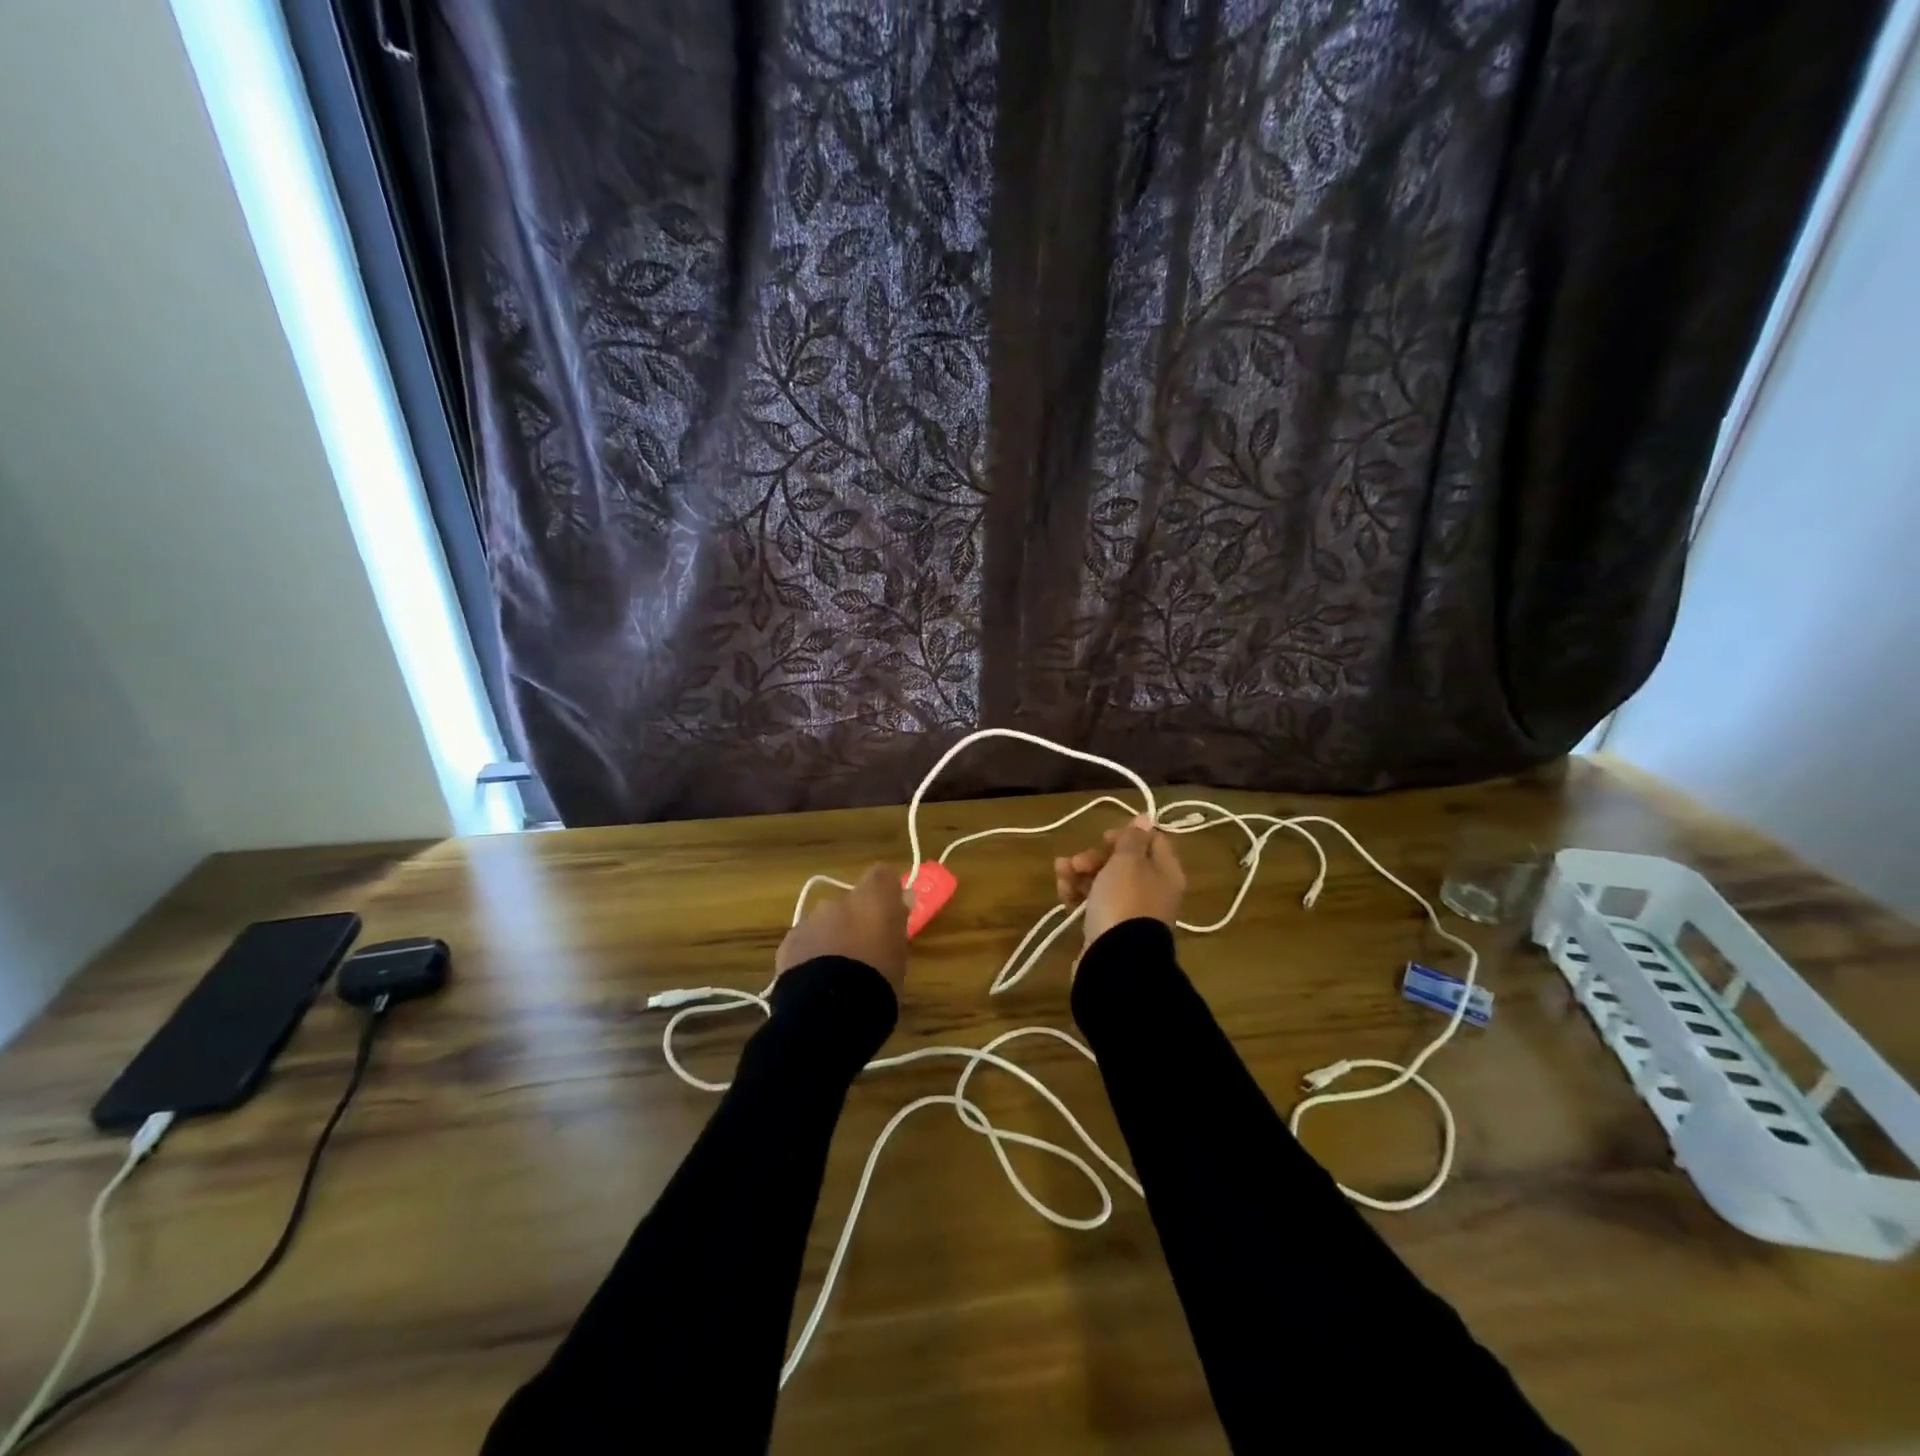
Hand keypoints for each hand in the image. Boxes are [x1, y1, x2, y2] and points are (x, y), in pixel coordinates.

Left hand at [776, 863, 910, 991]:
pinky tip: (817, 981)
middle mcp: (839, 901)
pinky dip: (812, 954)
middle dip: (856, 920)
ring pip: (825, 921)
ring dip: (833, 937)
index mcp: (873, 899)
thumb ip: (898, 923)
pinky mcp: (789, 943)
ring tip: (839, 972)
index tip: (892, 911)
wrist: (830, 1011)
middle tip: (866, 951)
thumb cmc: (878, 981)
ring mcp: (810, 920)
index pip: (883, 874)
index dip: (887, 890)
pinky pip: (805, 941)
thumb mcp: (900, 954)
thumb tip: (903, 900)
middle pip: (851, 901)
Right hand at [1054, 815, 1185, 945]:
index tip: (1104, 837)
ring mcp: (1130, 911)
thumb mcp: (1128, 861)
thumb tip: (1146, 818)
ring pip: (1103, 882)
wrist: (1116, 958)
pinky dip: (1077, 894)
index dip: (1127, 834)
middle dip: (1095, 857)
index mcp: (1164, 873)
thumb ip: (1133, 839)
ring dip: (1079, 873)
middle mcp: (1152, 891)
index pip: (1152, 842)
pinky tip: (1063, 892)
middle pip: (1123, 863)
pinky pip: (1093, 903)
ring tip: (1061, 874)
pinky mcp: (1109, 928)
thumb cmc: (1124, 901)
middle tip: (1077, 861)